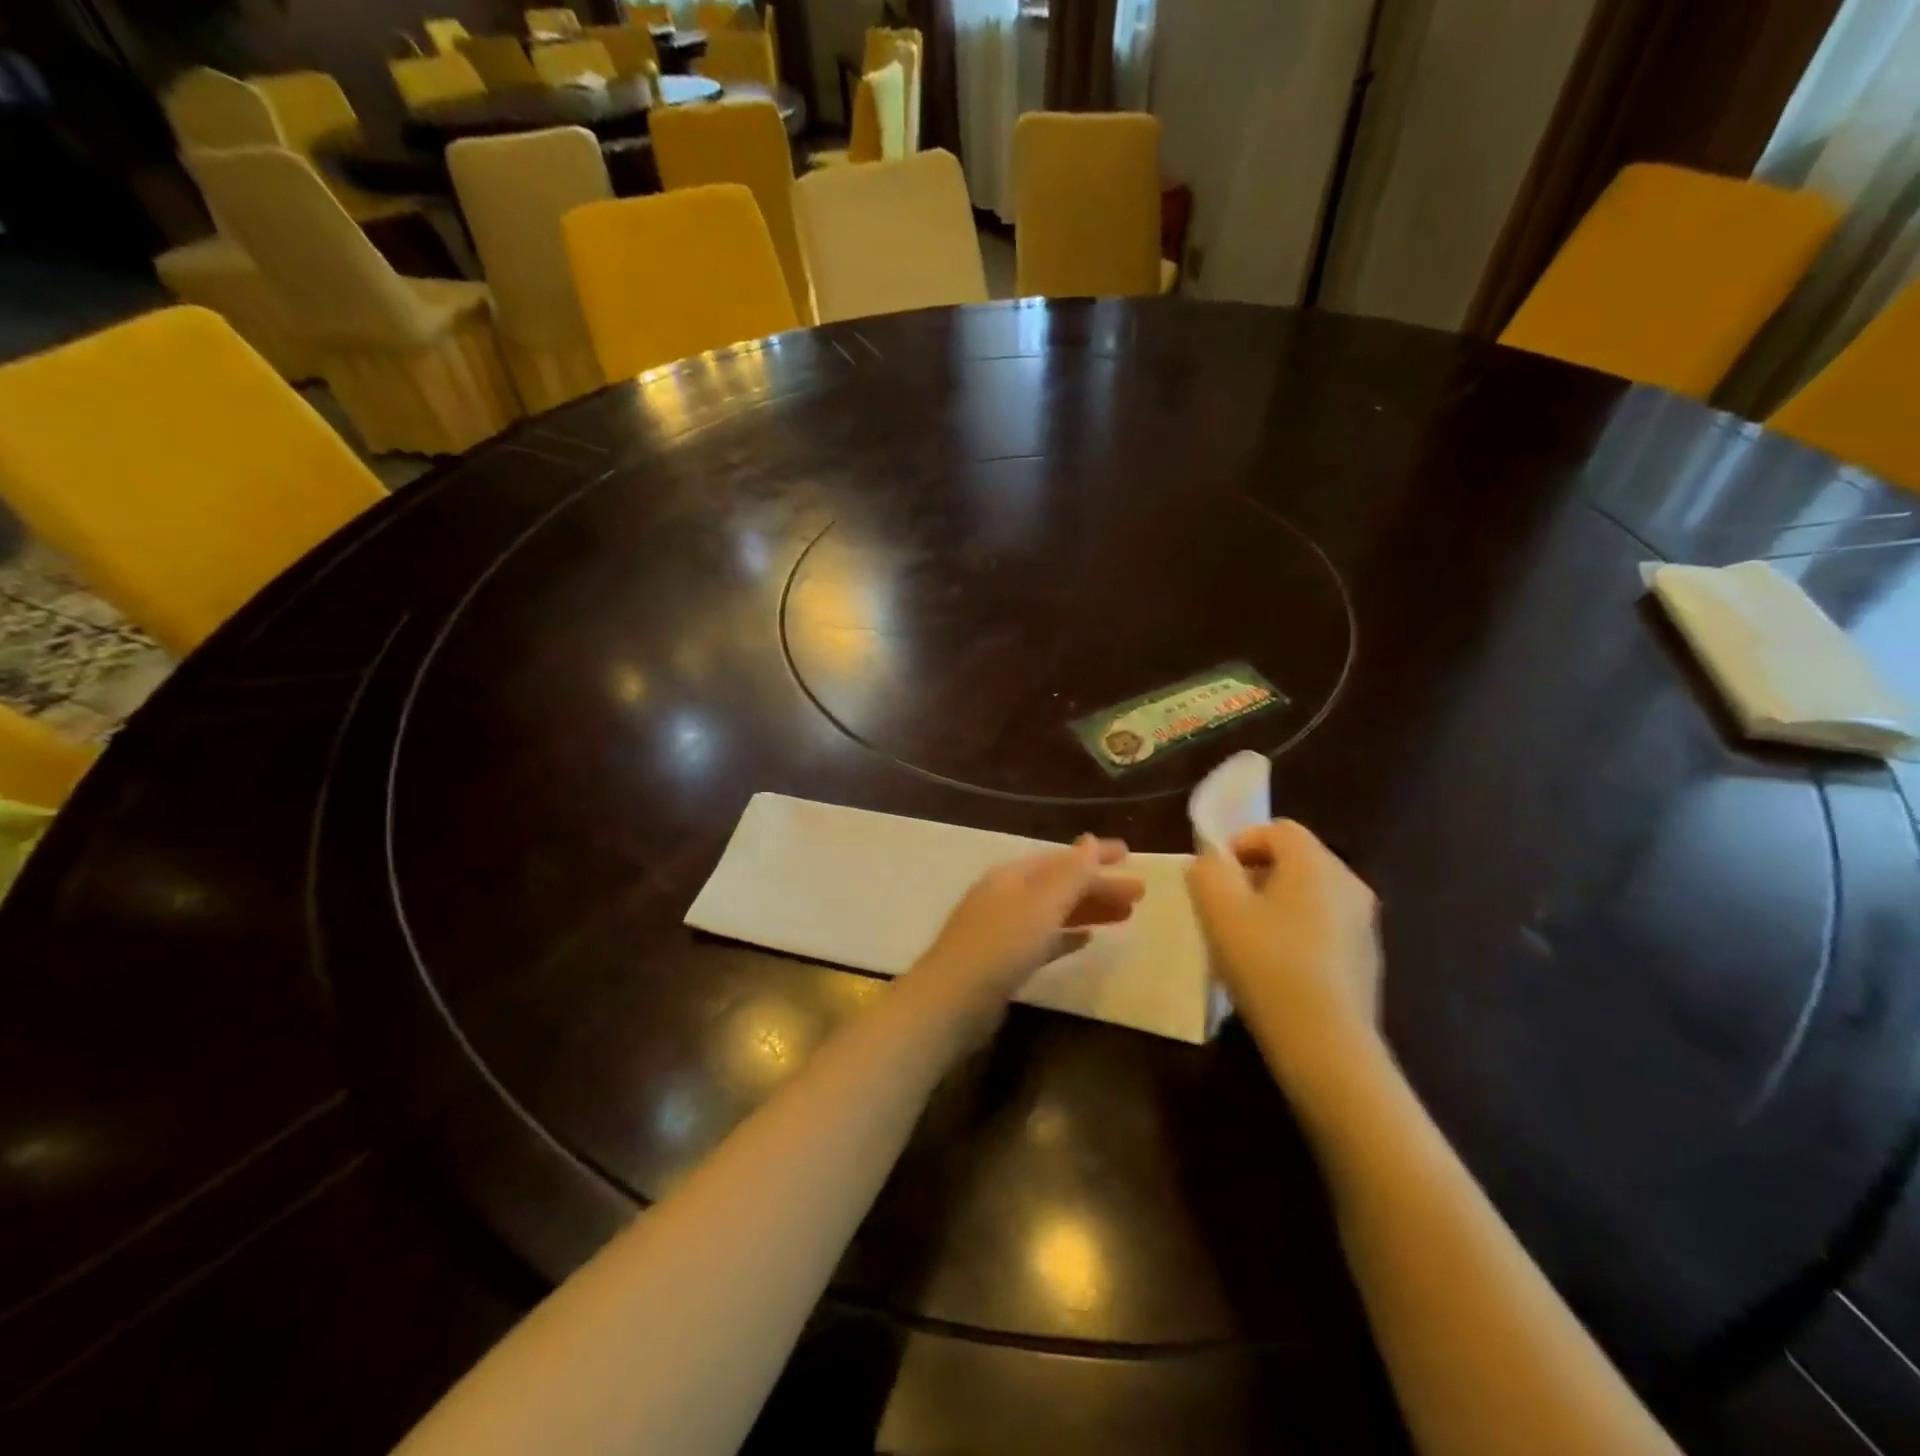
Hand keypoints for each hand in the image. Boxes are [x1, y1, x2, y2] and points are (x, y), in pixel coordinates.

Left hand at [909, 836, 1144, 1023]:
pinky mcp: (1004, 961)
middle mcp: (1007, 896)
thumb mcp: (1040, 905)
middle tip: (1140, 893)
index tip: (1130, 854)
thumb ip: (1069, 874)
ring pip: (1055, 912)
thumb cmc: (1000, 946)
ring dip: (1088, 909)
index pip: (1061, 858)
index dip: (1095, 855)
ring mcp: (1003, 929)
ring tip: (1126, 915)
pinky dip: (1067, 935)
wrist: (952, 1002)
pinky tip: (1087, 940)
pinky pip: (1044, 939)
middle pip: (1060, 884)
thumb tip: (1090, 841)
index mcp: (1012, 875)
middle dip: (1098, 885)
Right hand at [1187, 820, 1383, 1076]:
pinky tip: (1275, 968)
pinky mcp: (1366, 958)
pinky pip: (1323, 926)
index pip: (1278, 829)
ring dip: (1275, 904)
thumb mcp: (1218, 909)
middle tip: (1225, 905)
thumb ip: (1207, 871)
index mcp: (1316, 863)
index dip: (1240, 842)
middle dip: (1255, 873)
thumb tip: (1211, 863)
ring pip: (1310, 894)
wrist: (1326, 1044)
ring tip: (1246, 938)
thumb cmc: (1267, 964)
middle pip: (1296, 859)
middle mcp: (1349, 883)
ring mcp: (1364, 923)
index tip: (1215, 876)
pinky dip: (1296, 932)